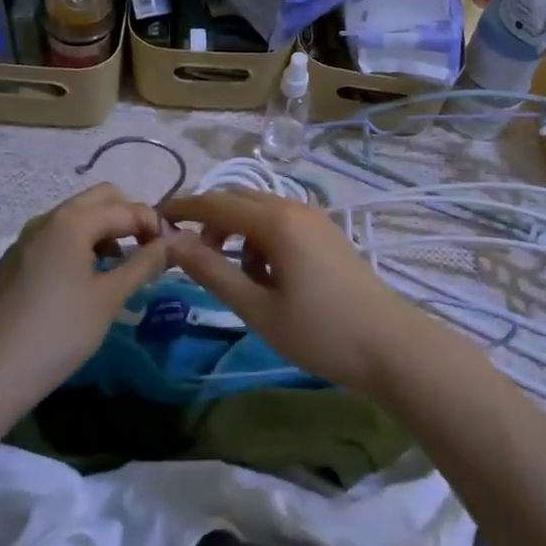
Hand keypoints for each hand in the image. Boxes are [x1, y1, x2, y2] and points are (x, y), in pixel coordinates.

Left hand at [0, 184, 167, 412]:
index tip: (168, 249)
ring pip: (72, 218)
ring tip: (115, 268)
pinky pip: (51, 240)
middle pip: (97, 200)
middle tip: (143, 249)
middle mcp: (45, 220)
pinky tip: (77, 284)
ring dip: (100, 231)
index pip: (125, 208)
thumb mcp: (109, 298)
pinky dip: (74, 247)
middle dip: (126, 217)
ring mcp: (22, 240)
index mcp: (72, 222)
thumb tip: (168, 243)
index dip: (152, 223)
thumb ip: (143, 264)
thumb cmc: (59, 332)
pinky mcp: (9, 263)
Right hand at [161, 188, 428, 396]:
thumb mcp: (257, 307)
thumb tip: (170, 243)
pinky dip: (262, 240)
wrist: (390, 345)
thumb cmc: (319, 331)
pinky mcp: (327, 233)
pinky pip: (282, 222)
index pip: (216, 202)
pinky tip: (269, 278)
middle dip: (211, 222)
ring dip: (238, 233)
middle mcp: (294, 207)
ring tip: (238, 279)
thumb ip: (212, 271)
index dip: (184, 209)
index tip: (155, 221)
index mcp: (276, 220)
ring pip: (261, 211)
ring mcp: (315, 218)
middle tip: (193, 258)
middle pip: (238, 199)